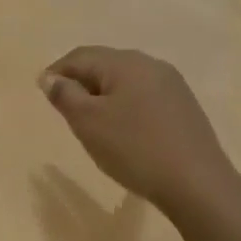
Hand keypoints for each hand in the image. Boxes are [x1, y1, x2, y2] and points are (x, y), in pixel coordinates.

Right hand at [39, 46, 237, 216]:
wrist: (197, 184)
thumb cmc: (134, 149)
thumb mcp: (88, 122)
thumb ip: (65, 95)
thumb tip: (50, 77)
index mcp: (125, 62)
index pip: (80, 56)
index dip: (57, 71)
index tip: (43, 93)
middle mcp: (150, 64)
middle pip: (104, 64)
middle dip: (81, 81)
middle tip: (65, 109)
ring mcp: (172, 85)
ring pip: (125, 81)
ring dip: (103, 95)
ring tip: (92, 122)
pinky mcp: (184, 106)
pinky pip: (144, 96)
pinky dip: (125, 106)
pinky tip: (124, 130)